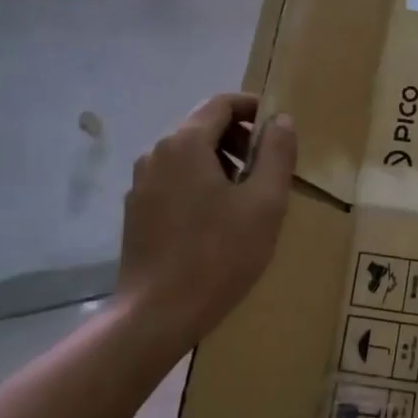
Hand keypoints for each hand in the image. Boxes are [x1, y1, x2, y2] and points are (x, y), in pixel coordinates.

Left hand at [115, 93, 297, 354]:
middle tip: (268, 169)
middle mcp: (156, 153)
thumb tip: (281, 120)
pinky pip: (174, 179)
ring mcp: (141, 183)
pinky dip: (200, 183)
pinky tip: (217, 220)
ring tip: (247, 198)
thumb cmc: (219, 254)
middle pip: (203, 126)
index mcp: (185, 144)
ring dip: (221, 162)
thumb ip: (276, 154)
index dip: (254, 108)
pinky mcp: (136, 211)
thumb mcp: (264, 203)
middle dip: (240, 138)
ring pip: (188, 155)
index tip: (279, 130)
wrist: (157, 314)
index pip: (222, 103)